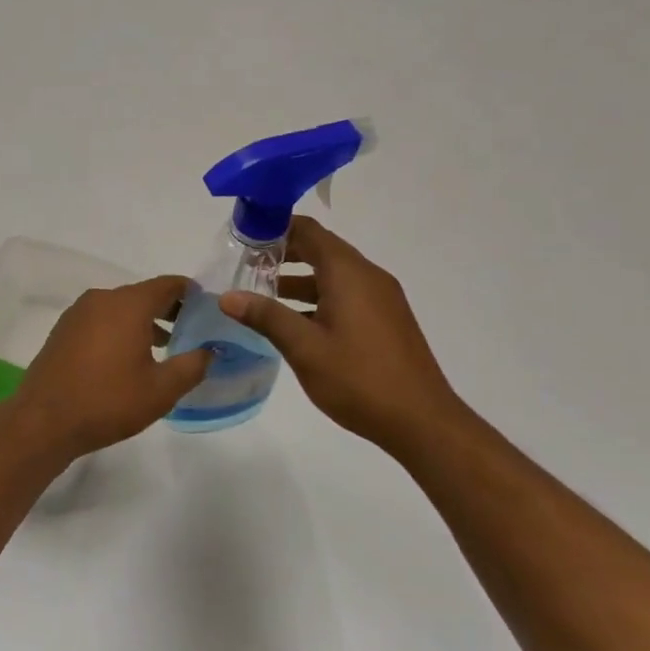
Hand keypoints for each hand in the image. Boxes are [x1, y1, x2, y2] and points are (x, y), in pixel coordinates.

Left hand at [10, 276, 210, 462]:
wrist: (44, 421)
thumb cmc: (108, 401)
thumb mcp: (161, 389)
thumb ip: (192, 365)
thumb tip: (210, 350)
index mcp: (128, 304)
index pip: (167, 285)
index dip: (190, 293)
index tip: (206, 306)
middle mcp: (101, 299)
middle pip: (142, 294)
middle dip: (168, 309)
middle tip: (190, 330)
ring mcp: (77, 313)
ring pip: (120, 308)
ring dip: (143, 321)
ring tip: (164, 347)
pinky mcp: (63, 331)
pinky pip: (100, 320)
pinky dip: (119, 329)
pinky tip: (127, 358)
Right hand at [220, 217, 472, 456]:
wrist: (422, 422)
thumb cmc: (359, 379)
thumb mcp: (304, 348)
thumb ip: (266, 316)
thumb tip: (227, 297)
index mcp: (349, 273)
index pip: (308, 231)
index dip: (275, 228)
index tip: (243, 237)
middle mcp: (368, 276)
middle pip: (320, 249)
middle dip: (283, 253)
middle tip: (245, 265)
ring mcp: (381, 298)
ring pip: (333, 274)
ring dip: (298, 278)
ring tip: (260, 293)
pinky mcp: (385, 319)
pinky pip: (346, 294)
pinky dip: (318, 297)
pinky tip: (294, 321)